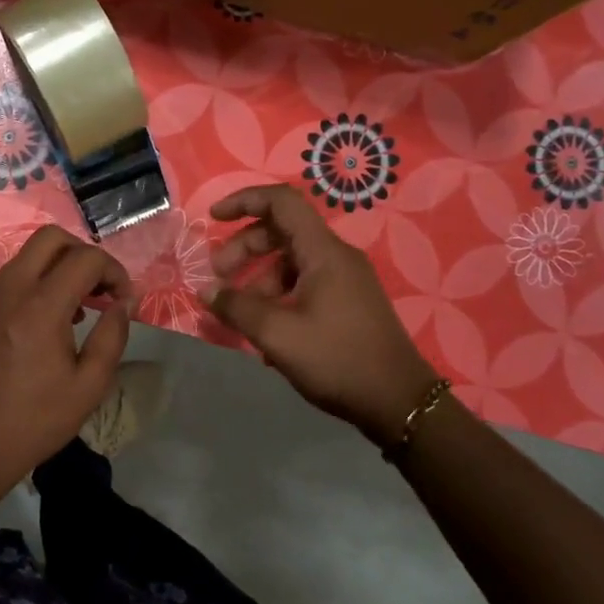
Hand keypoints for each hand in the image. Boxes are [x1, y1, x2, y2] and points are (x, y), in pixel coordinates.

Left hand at [0, 226, 134, 493]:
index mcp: (40, 306)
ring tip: (70, 315)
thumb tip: (122, 303)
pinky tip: (29, 337)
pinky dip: (24, 297)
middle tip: (96, 287)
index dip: (114, 271)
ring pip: (21, 263)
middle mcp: (6, 292)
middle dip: (81, 253)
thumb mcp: (89, 386)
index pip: (86, 258)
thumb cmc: (35, 422)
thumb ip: (113, 335)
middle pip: (48, 239)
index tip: (122, 300)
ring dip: (52, 274)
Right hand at [205, 185, 438, 445]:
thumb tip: (206, 290)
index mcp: (324, 252)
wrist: (398, 402)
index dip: (244, 201)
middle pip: (282, 231)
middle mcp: (336, 256)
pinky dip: (278, 295)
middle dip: (244, 249)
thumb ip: (237, 307)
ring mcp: (345, 280)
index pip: (282, 202)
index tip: (213, 219)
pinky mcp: (348, 302)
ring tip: (238, 313)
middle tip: (217, 278)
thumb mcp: (278, 334)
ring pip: (291, 261)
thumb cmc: (337, 360)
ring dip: (258, 279)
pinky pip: (304, 283)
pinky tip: (264, 330)